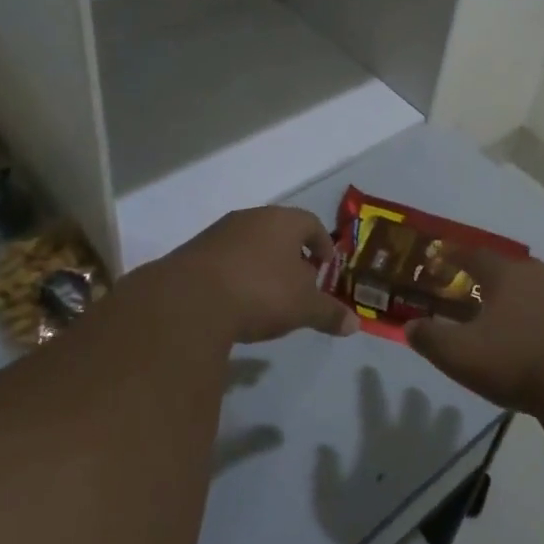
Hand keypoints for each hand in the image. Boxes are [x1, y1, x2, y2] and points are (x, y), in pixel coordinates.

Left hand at [163, 206, 358, 344]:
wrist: (189, 301)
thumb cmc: (261, 292)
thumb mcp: (304, 307)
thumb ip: (329, 313)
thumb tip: (354, 325)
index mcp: (282, 221)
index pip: (311, 223)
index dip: (323, 244)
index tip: (326, 266)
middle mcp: (250, 218)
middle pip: (279, 232)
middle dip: (293, 256)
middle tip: (301, 283)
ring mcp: (218, 233)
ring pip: (250, 245)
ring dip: (262, 265)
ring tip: (268, 296)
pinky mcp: (192, 253)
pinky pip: (225, 261)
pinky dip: (236, 276)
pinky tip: (237, 302)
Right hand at [405, 251, 543, 417]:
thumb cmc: (521, 364)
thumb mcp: (462, 356)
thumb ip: (431, 339)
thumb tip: (410, 326)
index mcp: (508, 276)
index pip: (475, 255)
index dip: (456, 256)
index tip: (443, 257)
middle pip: (513, 270)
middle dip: (494, 280)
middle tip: (480, 294)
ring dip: (529, 300)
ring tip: (517, 320)